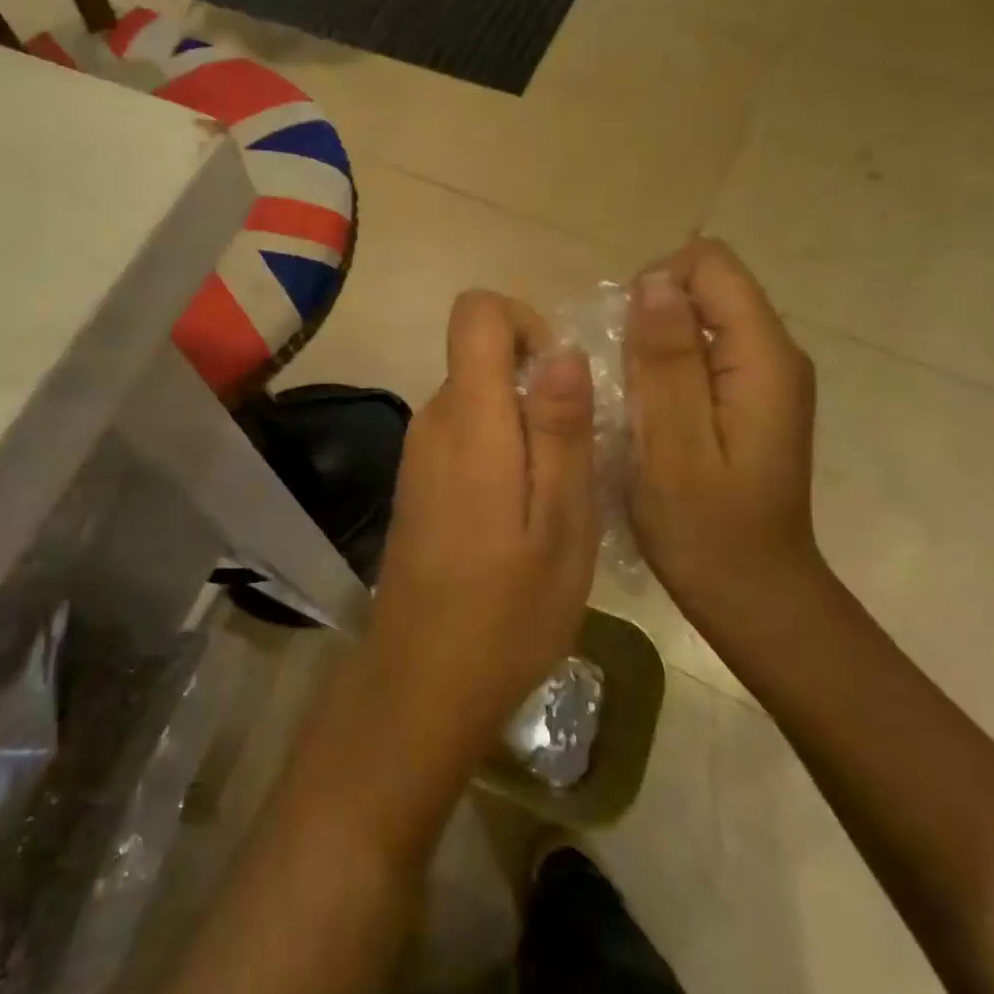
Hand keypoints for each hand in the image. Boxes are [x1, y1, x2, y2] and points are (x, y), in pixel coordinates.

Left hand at [355, 291, 598, 789]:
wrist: (424, 680)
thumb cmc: (507, 608)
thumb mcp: (562, 520)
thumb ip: (560, 428)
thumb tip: (563, 348)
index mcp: (468, 418)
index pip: (475, 313)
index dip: (524, 322)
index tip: (561, 379)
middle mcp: (433, 421)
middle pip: (481, 358)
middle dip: (535, 387)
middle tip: (575, 459)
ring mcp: (419, 453)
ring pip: (477, 400)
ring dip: (523, 426)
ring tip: (555, 497)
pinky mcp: (419, 482)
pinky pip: (464, 437)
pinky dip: (501, 452)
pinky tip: (523, 517)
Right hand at [625, 239, 828, 635]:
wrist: (752, 594)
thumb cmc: (706, 529)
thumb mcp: (673, 445)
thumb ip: (667, 360)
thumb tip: (656, 281)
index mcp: (764, 357)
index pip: (709, 264)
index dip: (655, 287)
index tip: (624, 345)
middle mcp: (774, 354)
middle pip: (704, 289)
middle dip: (650, 321)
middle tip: (624, 386)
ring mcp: (763, 378)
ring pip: (697, 321)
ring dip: (652, 349)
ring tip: (632, 405)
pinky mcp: (748, 399)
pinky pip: (699, 354)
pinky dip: (663, 372)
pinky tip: (648, 418)